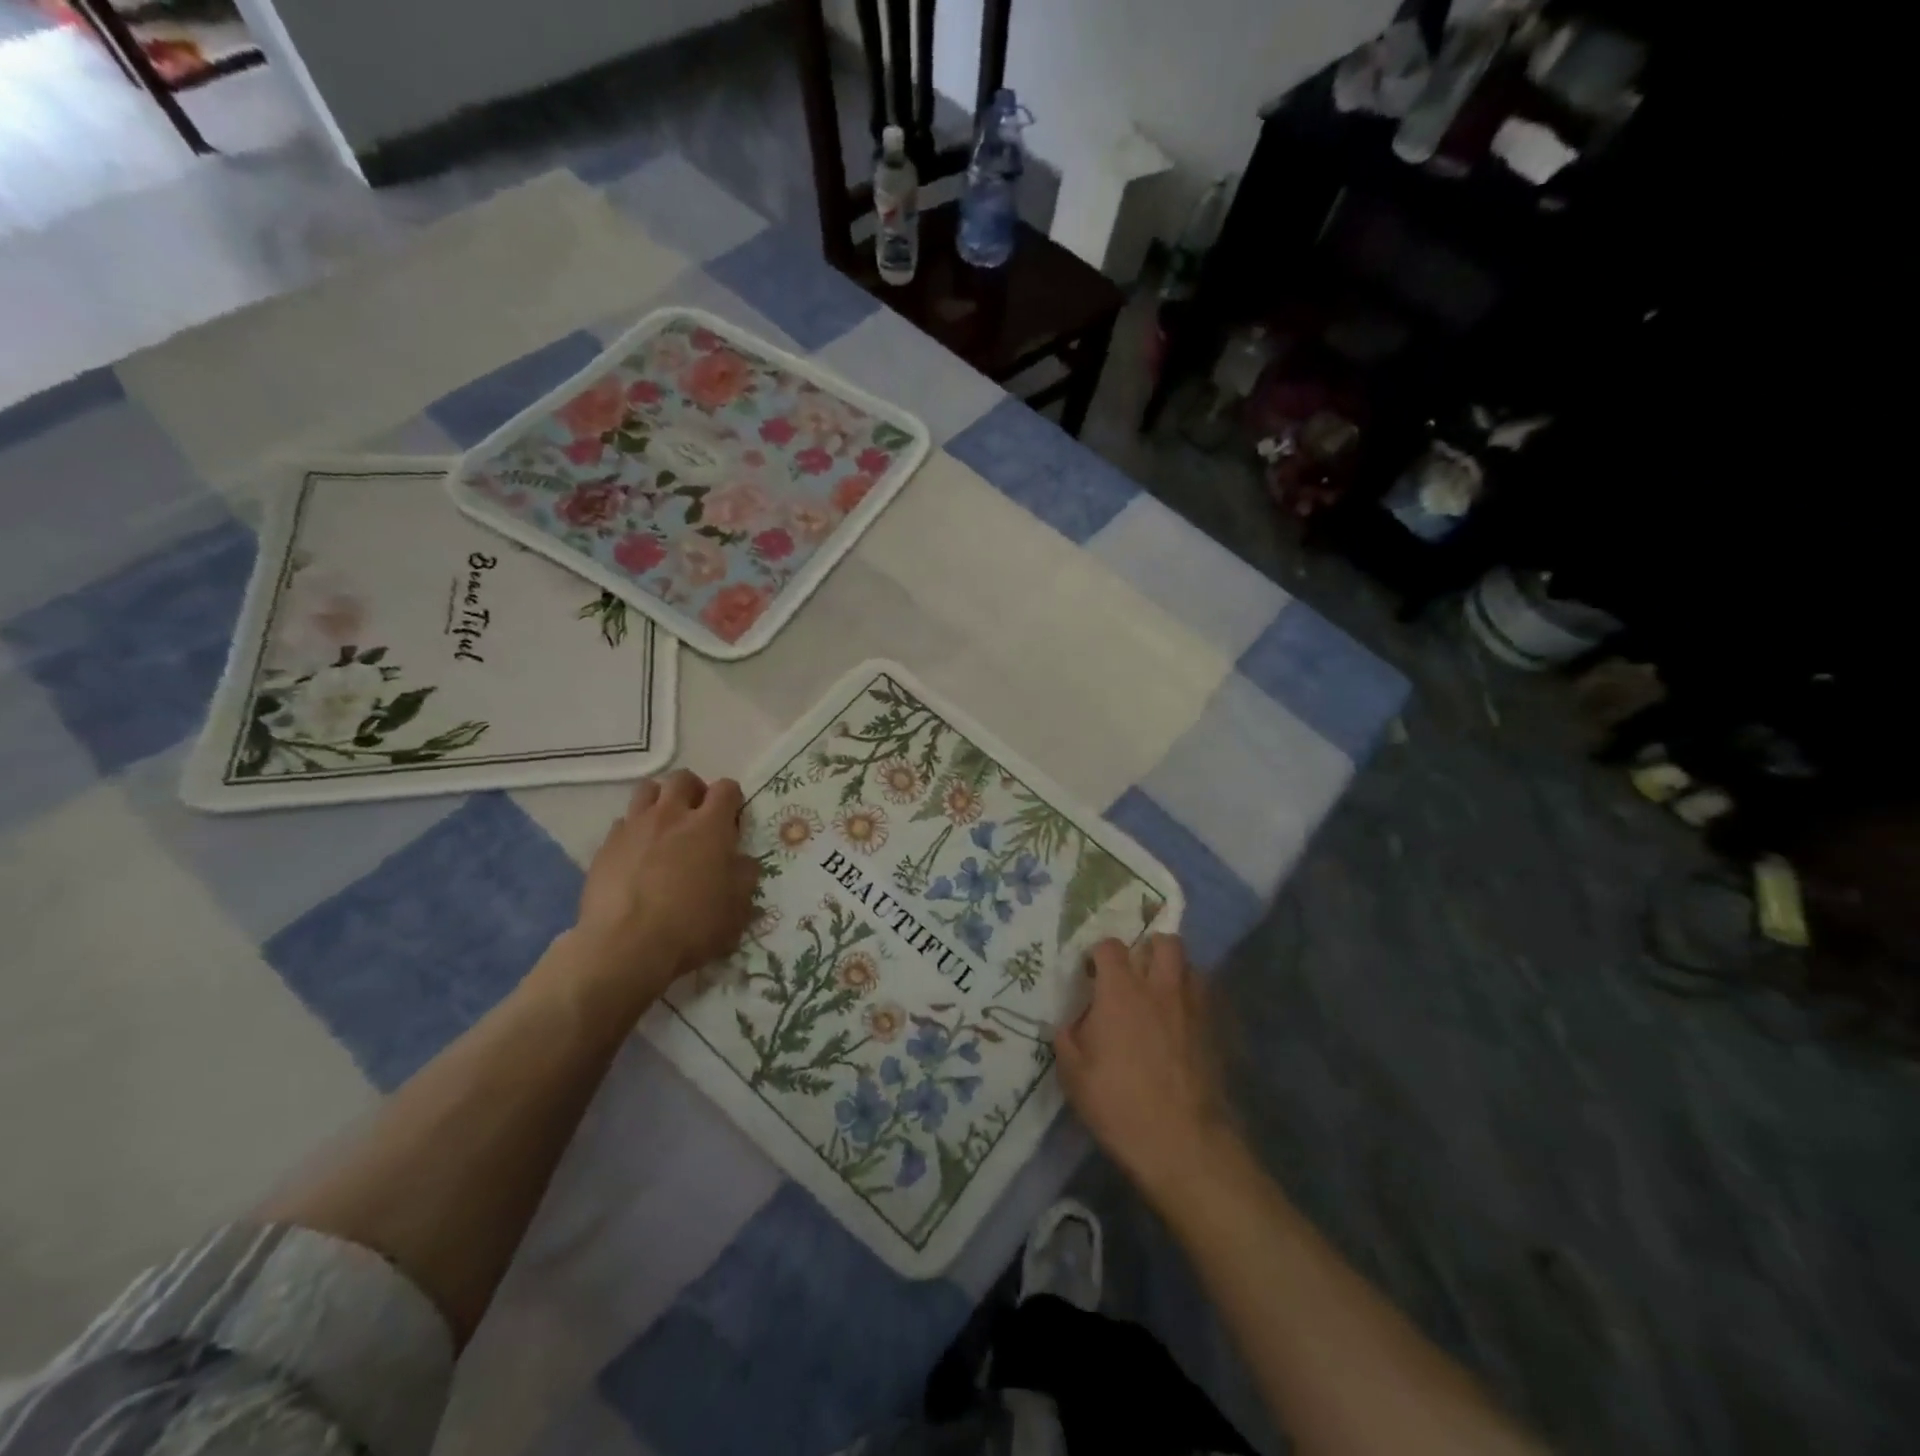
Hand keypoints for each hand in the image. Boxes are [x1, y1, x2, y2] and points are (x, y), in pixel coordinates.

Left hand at [572, 771, 759, 1003]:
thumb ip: (745, 875)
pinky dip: (634, 830)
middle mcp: (671, 816)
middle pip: (683, 779)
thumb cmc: (692, 926)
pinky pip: (622, 823)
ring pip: (647, 790)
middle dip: (695, 790)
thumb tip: (742, 861)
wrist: (626, 947)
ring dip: (661, 800)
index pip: (726, 788)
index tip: (732, 821)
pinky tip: (637, 854)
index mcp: (710, 826)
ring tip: (665, 826)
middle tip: (698, 816)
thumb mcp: (737, 907)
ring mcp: (634, 827)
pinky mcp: (606, 846)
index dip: (733, 799)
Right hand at [1054, 935, 1234, 1202]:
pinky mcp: (1217, 1030)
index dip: (1099, 954)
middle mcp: (1160, 988)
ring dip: (1175, 971)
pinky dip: (1194, 1000)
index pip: (1110, 946)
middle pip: (1163, 942)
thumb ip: (1068, 1038)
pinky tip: (1184, 1024)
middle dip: (1149, 948)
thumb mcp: (1073, 1076)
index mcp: (1121, 992)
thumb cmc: (1120, 1105)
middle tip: (1136, 972)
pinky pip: (1206, 998)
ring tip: (1163, 994)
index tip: (1092, 973)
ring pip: (1191, 965)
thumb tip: (1071, 1022)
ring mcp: (1194, 1007)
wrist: (1184, 1143)